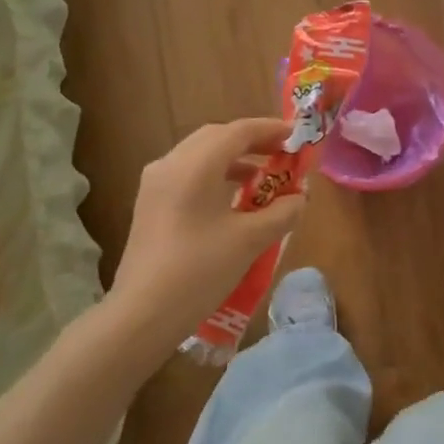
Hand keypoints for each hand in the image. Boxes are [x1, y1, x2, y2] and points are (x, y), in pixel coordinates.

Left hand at [111, 119, 307, 344]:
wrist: (144, 313)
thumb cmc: (200, 271)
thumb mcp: (250, 240)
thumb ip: (281, 213)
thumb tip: (299, 198)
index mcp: (194, 166)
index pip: (238, 132)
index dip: (270, 130)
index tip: (297, 137)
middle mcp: (169, 164)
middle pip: (215, 138)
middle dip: (251, 142)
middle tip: (282, 155)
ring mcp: (155, 184)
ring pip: (200, 156)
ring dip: (233, 160)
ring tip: (263, 178)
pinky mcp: (150, 205)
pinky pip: (187, 175)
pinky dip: (215, 177)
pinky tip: (234, 201)